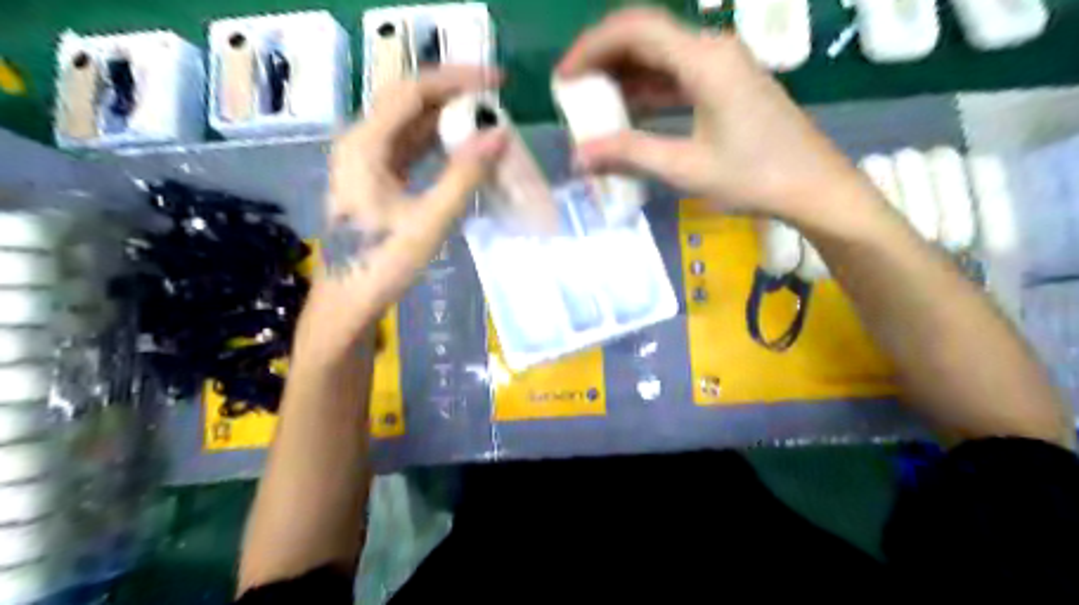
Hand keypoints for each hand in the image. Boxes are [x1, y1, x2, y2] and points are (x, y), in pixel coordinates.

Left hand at [295, 65, 509, 359]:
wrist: (348, 301)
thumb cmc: (383, 262)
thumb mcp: (429, 220)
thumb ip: (465, 174)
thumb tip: (500, 134)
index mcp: (365, 144)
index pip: (414, 91)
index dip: (457, 79)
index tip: (497, 80)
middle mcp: (361, 141)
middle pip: (409, 99)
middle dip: (453, 92)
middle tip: (495, 95)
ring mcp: (365, 159)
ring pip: (409, 122)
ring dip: (446, 115)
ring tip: (484, 116)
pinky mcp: (375, 177)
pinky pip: (409, 146)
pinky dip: (436, 140)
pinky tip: (460, 145)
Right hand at [561, 8, 880, 232]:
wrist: (815, 187)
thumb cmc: (755, 177)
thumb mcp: (686, 167)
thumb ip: (630, 155)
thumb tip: (578, 157)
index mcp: (704, 60)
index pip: (634, 30)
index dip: (591, 47)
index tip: (563, 77)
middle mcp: (712, 49)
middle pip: (645, 36)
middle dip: (603, 60)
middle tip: (573, 92)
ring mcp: (722, 65)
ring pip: (659, 57)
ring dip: (623, 77)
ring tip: (592, 105)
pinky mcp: (726, 84)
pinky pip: (676, 76)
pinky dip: (647, 90)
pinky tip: (627, 112)